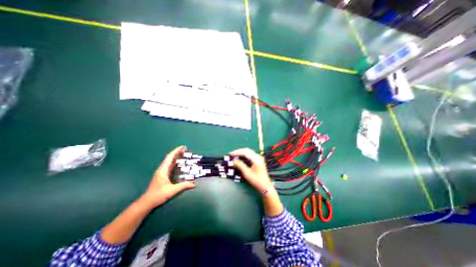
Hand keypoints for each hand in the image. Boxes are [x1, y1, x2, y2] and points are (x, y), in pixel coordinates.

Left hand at [140, 146, 194, 208]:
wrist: (147, 202)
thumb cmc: (158, 195)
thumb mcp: (172, 190)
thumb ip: (183, 186)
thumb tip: (193, 184)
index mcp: (163, 170)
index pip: (170, 157)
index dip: (176, 151)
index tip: (182, 147)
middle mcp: (162, 169)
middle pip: (170, 158)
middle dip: (177, 152)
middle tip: (185, 149)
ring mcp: (161, 172)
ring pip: (169, 161)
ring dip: (176, 157)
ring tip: (183, 154)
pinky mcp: (162, 175)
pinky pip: (169, 166)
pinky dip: (175, 162)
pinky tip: (179, 163)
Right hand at [229, 148, 271, 193]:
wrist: (265, 186)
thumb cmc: (256, 181)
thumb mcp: (247, 173)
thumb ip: (240, 165)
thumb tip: (233, 160)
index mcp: (256, 159)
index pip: (245, 152)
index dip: (237, 152)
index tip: (230, 154)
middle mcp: (258, 156)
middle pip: (247, 150)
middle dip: (238, 151)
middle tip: (231, 154)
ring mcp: (259, 157)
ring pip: (248, 151)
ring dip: (241, 152)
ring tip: (234, 155)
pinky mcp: (258, 159)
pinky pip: (250, 154)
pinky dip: (244, 154)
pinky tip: (240, 157)